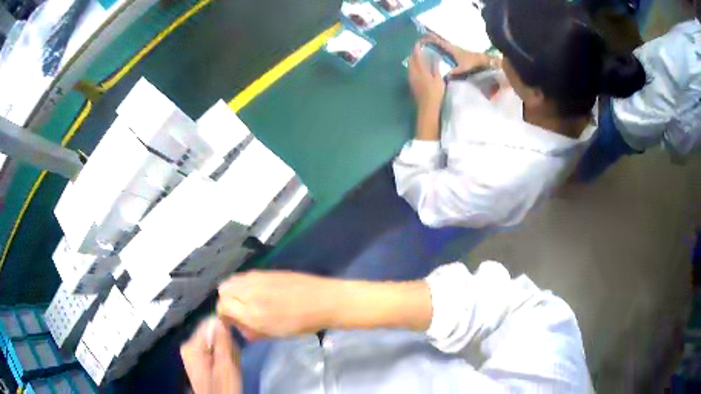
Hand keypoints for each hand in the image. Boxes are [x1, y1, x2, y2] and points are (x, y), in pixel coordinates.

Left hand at [181, 318, 241, 393]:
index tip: (238, 336)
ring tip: (232, 363)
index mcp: (191, 345)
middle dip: (226, 342)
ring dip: (225, 349)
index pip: (209, 322)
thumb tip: (221, 318)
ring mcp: (191, 353)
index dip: (225, 326)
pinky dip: (221, 355)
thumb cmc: (222, 386)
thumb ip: (222, 340)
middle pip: (211, 332)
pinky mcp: (197, 360)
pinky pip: (211, 349)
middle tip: (235, 356)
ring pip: (213, 341)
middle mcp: (188, 345)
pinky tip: (227, 366)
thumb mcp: (226, 365)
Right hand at [217, 271, 338, 339]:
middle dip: (227, 301)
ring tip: (248, 301)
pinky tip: (259, 292)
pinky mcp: (266, 270)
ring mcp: (257, 278)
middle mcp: (250, 292)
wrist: (324, 301)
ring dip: (234, 291)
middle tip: (239, 311)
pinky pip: (246, 276)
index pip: (222, 306)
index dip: (224, 315)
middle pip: (223, 290)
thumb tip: (241, 328)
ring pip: (232, 280)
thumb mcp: (275, 334)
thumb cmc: (301, 323)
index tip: (232, 321)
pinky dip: (245, 284)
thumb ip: (253, 332)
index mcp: (251, 312)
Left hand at [408, 43, 445, 109]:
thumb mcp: (438, 79)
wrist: (427, 107)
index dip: (417, 47)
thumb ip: (435, 67)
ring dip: (413, 59)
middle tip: (420, 49)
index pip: (416, 55)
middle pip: (410, 59)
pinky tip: (420, 67)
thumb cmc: (435, 93)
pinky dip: (414, 65)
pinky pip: (411, 70)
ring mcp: (410, 78)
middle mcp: (412, 72)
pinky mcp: (411, 83)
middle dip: (414, 53)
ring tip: (421, 57)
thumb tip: (434, 58)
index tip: (419, 42)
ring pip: (410, 65)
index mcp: (420, 69)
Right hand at [420, 34, 490, 76]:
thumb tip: (444, 76)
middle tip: (421, 35)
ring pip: (442, 41)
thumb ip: (453, 72)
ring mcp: (454, 47)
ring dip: (435, 39)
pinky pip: (445, 45)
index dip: (430, 39)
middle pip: (439, 39)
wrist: (481, 60)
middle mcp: (451, 46)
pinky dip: (440, 43)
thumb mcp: (462, 69)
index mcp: (451, 49)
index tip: (422, 37)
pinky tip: (437, 46)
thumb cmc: (471, 63)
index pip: (438, 42)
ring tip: (427, 39)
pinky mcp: (456, 49)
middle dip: (431, 36)